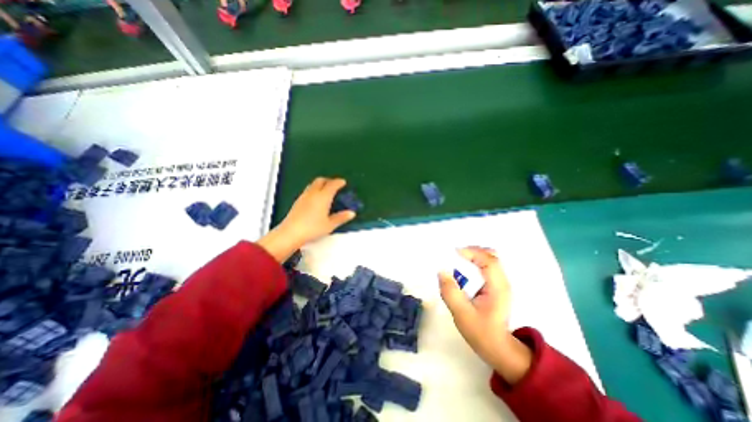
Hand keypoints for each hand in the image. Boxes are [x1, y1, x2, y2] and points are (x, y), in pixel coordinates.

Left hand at [259, 177, 354, 262]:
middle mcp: (313, 193)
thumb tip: (351, 213)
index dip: (339, 182)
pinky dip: (314, 190)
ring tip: (325, 191)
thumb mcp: (330, 224)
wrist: (291, 233)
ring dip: (320, 184)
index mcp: (323, 197)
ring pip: (313, 184)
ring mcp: (304, 196)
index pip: (332, 184)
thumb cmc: (312, 228)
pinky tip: (315, 199)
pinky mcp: (297, 201)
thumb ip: (341, 217)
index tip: (343, 182)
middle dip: (329, 180)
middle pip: (321, 180)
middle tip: (335, 185)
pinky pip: (308, 190)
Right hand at [439, 247, 529, 385]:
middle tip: (454, 256)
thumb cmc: (481, 332)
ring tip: (457, 262)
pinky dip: (474, 263)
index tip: (454, 253)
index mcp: (497, 287)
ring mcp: (500, 283)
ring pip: (489, 259)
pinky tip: (463, 271)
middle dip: (471, 252)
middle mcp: (502, 281)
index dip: (472, 252)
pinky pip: (486, 266)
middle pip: (490, 256)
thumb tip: (442, 271)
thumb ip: (451, 292)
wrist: (498, 348)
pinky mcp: (495, 286)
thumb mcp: (462, 314)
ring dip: (472, 257)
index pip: (489, 261)